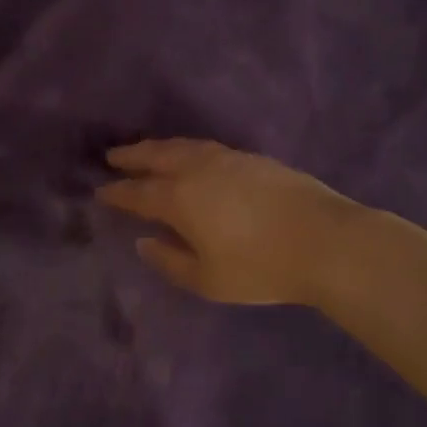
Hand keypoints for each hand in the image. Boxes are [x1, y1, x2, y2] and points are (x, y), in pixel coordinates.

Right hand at [96, 140, 359, 305]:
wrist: (326, 240)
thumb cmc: (261, 267)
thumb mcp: (208, 279)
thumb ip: (170, 261)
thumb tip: (145, 242)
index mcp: (180, 198)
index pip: (138, 193)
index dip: (117, 192)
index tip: (100, 191)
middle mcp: (198, 170)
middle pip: (157, 156)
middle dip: (132, 156)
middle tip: (113, 156)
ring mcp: (228, 159)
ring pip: (184, 146)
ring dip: (160, 148)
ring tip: (147, 151)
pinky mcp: (254, 158)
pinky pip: (207, 147)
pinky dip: (188, 149)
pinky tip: (192, 157)